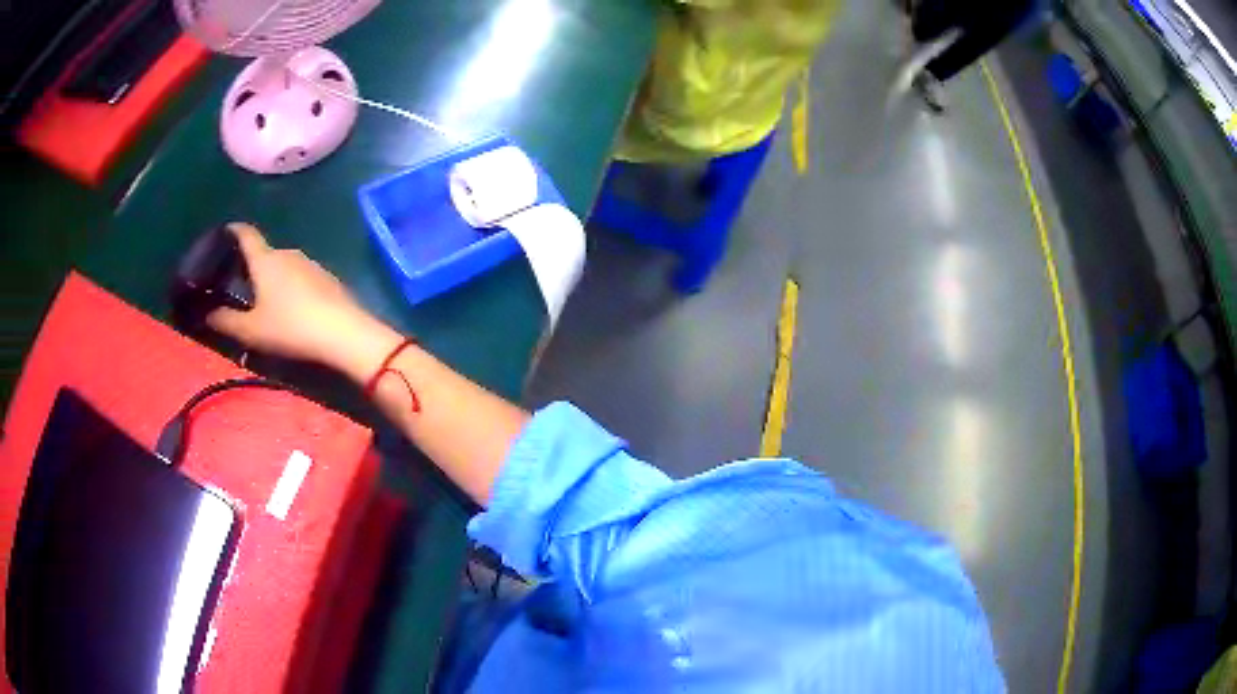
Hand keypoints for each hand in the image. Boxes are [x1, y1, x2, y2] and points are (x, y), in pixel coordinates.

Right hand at [207, 224, 402, 381]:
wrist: (344, 333)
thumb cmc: (290, 327)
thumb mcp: (251, 330)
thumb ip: (225, 321)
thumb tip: (206, 313)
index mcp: (266, 259)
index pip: (247, 234)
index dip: (233, 231)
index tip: (224, 232)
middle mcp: (288, 253)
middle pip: (264, 253)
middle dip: (250, 265)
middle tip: (236, 283)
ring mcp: (311, 264)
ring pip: (283, 266)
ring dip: (271, 278)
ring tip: (261, 299)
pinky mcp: (327, 279)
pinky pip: (301, 278)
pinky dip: (290, 287)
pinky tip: (289, 308)